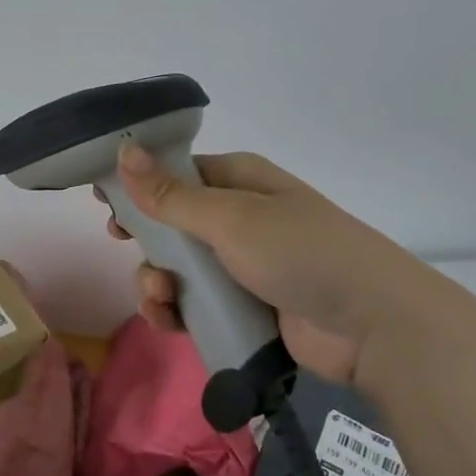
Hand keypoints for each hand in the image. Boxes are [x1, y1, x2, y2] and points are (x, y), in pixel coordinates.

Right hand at [102, 144, 475, 386]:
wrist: (370, 325)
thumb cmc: (300, 253)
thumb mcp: (230, 218)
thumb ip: (171, 194)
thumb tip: (124, 150)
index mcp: (238, 183)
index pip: (176, 174)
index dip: (139, 186)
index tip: (104, 204)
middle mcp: (238, 219)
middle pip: (170, 223)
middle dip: (144, 238)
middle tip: (121, 244)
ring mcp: (240, 266)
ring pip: (177, 269)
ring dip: (155, 282)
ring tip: (159, 296)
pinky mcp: (241, 308)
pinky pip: (193, 304)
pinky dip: (173, 311)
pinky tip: (167, 319)